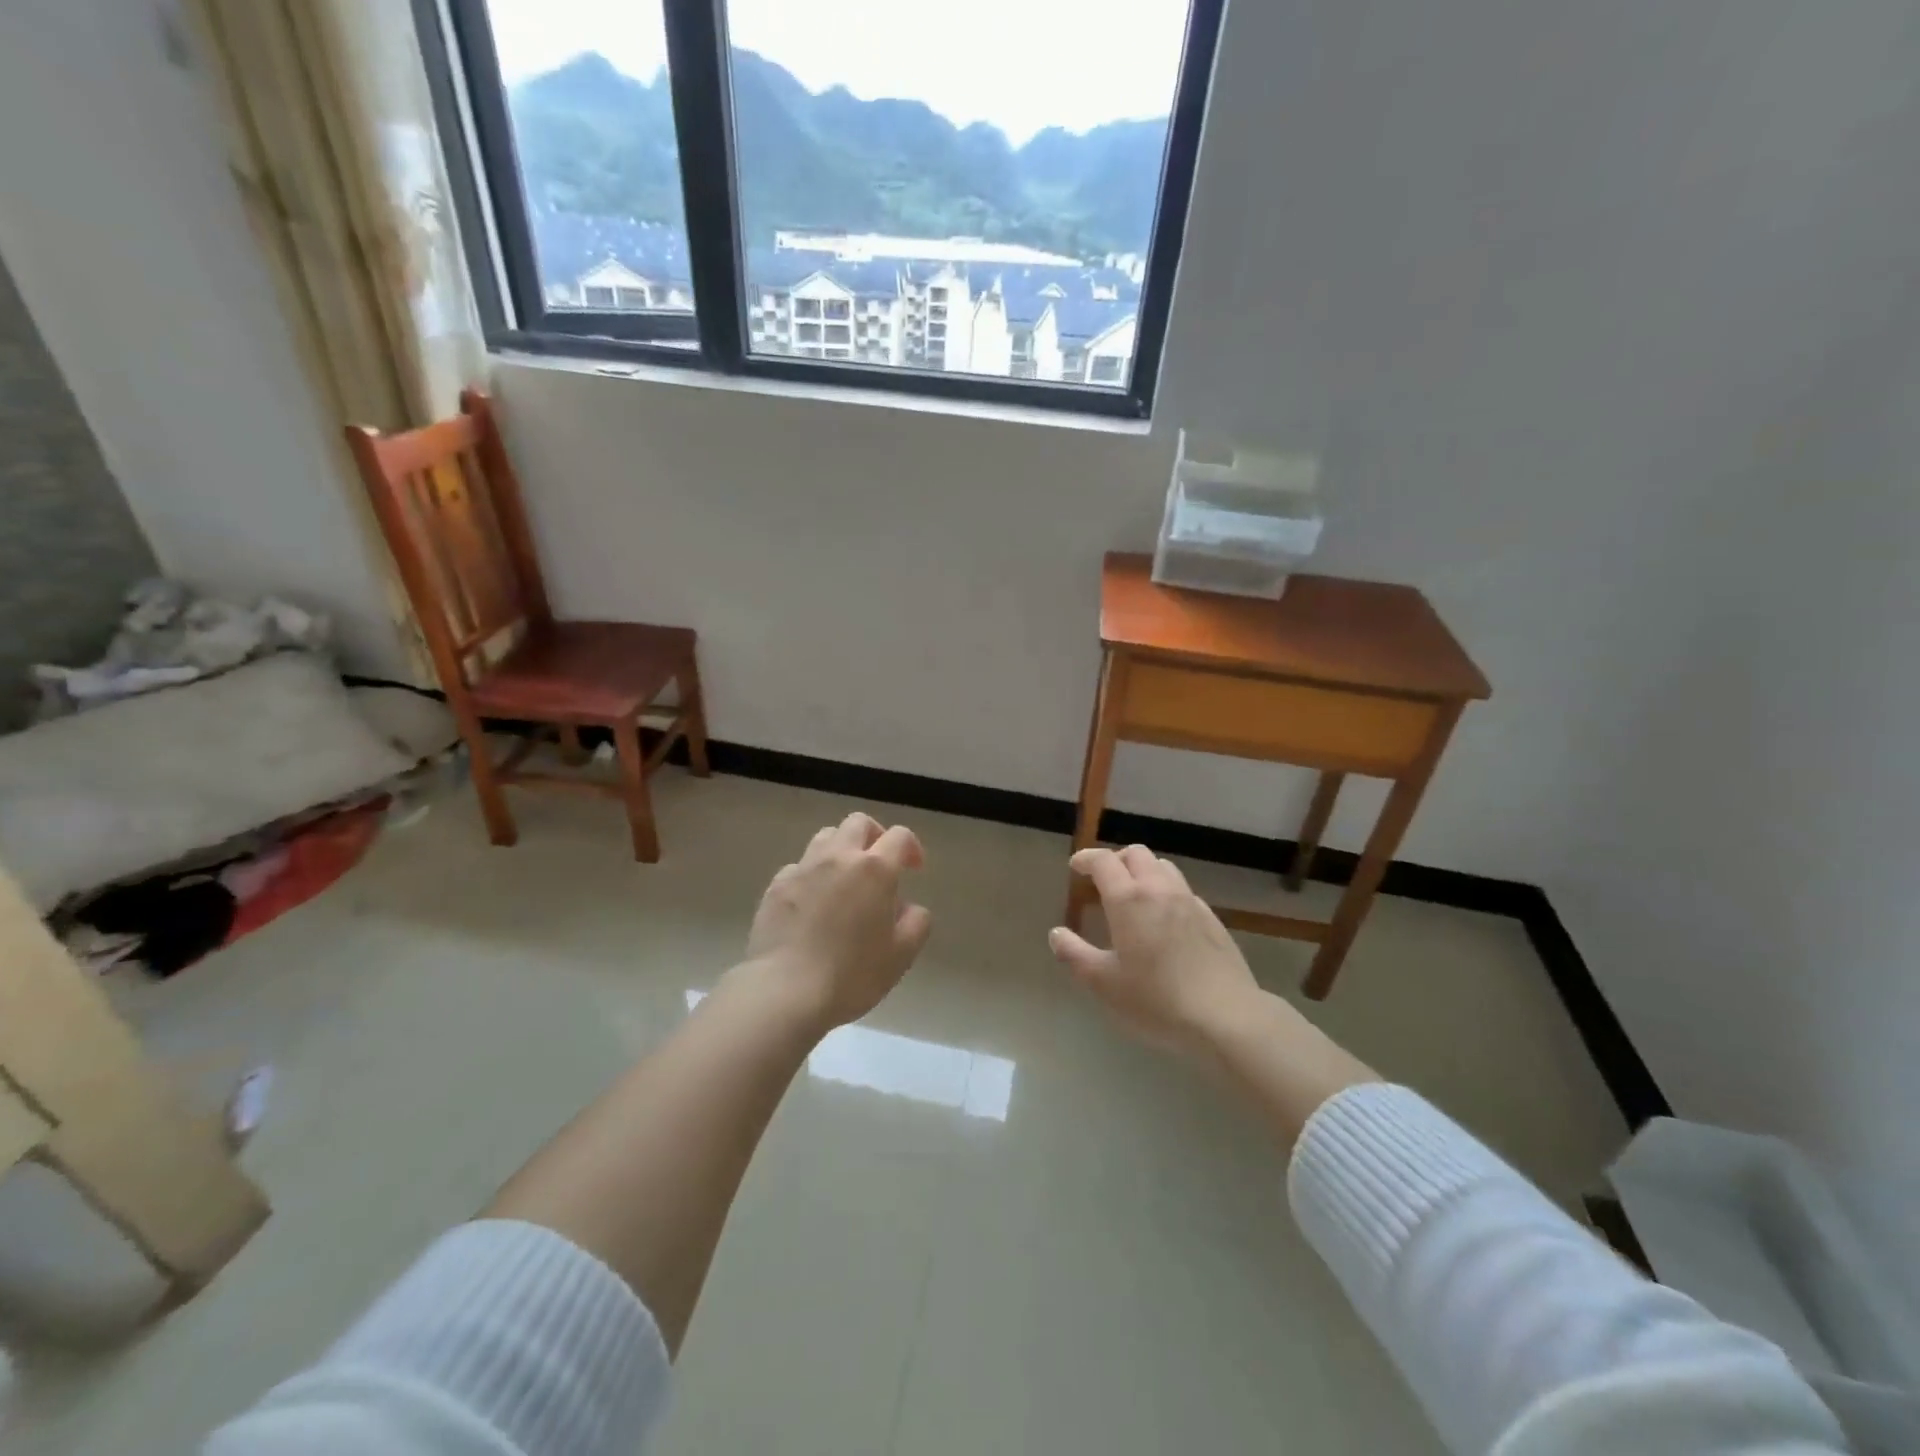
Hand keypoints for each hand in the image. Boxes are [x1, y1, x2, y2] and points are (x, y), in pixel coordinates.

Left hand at [736, 812, 932, 1032]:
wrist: (785, 990)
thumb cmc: (852, 974)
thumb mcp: (901, 955)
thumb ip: (916, 923)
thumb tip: (909, 907)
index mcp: (875, 869)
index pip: (899, 836)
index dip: (911, 847)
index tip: (913, 869)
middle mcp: (838, 858)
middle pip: (858, 823)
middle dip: (874, 835)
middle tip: (879, 863)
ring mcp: (803, 868)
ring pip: (825, 837)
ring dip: (841, 849)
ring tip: (845, 879)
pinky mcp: (776, 886)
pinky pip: (799, 866)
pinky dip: (812, 875)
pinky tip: (812, 902)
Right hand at [1050, 845, 1259, 1058]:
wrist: (1225, 1017)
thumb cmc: (1155, 1000)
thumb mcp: (1103, 983)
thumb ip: (1075, 955)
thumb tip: (1057, 934)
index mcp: (1129, 899)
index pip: (1104, 861)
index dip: (1087, 858)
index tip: (1076, 867)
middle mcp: (1160, 890)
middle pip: (1137, 854)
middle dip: (1116, 860)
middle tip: (1103, 880)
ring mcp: (1190, 902)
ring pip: (1164, 867)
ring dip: (1144, 871)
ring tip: (1133, 895)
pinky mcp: (1212, 919)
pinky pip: (1183, 890)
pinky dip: (1166, 891)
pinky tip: (1164, 920)